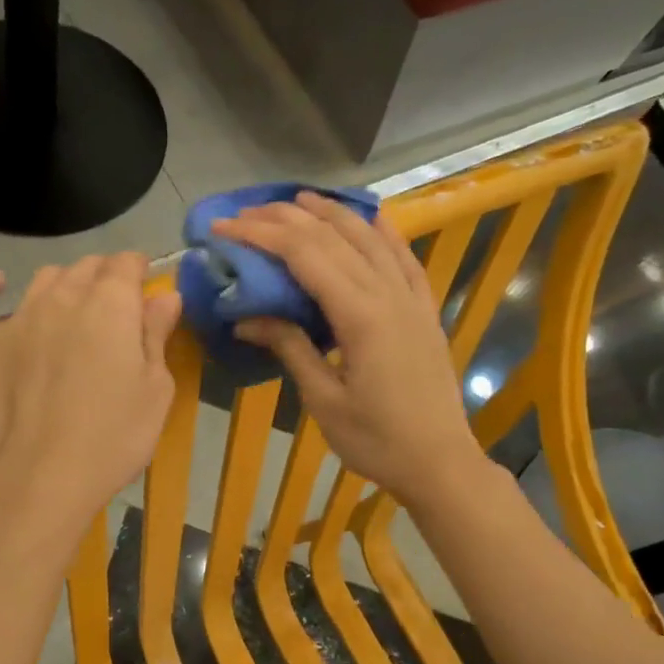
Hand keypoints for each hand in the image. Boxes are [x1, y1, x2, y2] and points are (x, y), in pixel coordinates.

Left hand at [0, 253, 182, 543]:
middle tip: (116, 305)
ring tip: (73, 306)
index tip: (146, 286)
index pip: (125, 264)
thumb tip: (165, 296)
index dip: (138, 270)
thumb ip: (157, 335)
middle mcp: (62, 298)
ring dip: (64, 283)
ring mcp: (17, 318)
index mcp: (109, 305)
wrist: (42, 477)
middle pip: (85, 268)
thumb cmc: (113, 437)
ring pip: (43, 280)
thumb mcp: (155, 390)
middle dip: (105, 276)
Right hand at [214, 193, 478, 506]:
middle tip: (246, 213)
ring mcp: (412, 299)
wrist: (439, 462)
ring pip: (370, 237)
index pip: (304, 256)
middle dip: (286, 218)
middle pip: (333, 237)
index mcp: (361, 316)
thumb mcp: (324, 400)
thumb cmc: (376, 440)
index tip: (224, 228)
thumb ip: (290, 348)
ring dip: (331, 213)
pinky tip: (370, 216)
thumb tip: (247, 317)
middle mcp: (388, 294)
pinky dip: (384, 231)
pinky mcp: (424, 309)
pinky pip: (404, 257)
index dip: (261, 235)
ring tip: (297, 200)